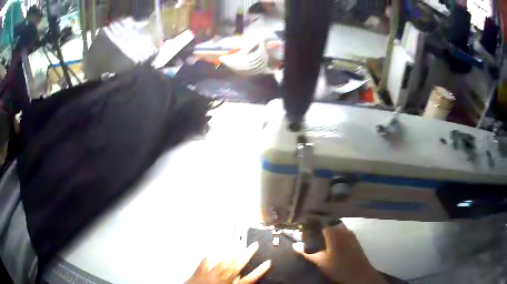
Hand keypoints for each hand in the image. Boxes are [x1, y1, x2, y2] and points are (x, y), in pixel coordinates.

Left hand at [186, 242, 270, 283]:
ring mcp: (211, 273)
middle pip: (238, 264)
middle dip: (247, 254)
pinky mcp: (200, 270)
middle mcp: (223, 278)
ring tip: (238, 242)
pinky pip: (207, 260)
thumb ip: (237, 283)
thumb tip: (241, 278)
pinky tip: (214, 249)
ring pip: (224, 260)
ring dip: (232, 251)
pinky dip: (211, 254)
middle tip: (254, 245)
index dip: (260, 270)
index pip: (250, 278)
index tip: (268, 263)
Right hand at [293, 224, 386, 283]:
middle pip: (330, 223)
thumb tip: (294, 246)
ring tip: (320, 238)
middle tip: (311, 232)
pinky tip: (331, 243)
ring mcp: (351, 234)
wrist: (359, 273)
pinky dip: (336, 234)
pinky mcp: (355, 240)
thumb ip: (307, 253)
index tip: (303, 225)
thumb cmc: (338, 266)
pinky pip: (343, 232)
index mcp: (334, 232)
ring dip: (329, 230)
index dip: (312, 222)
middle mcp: (343, 229)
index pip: (321, 221)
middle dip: (320, 226)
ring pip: (337, 227)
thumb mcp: (320, 261)